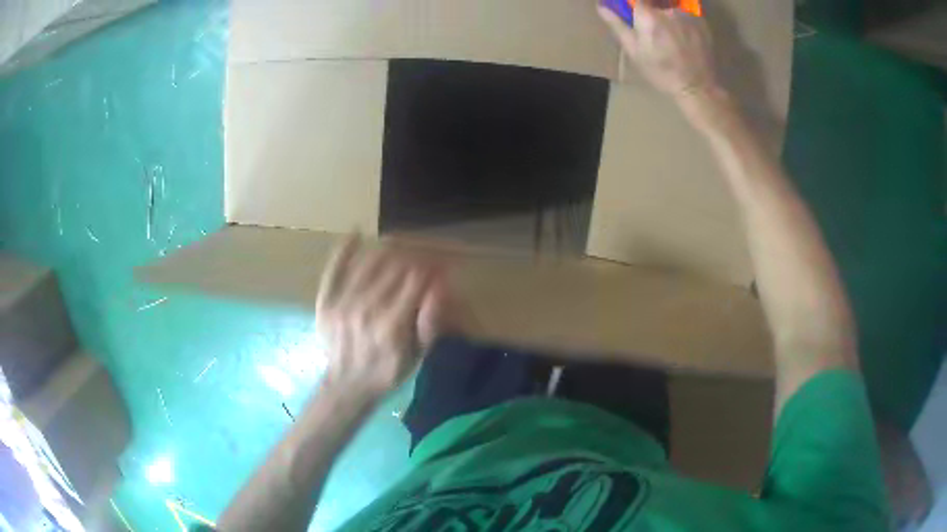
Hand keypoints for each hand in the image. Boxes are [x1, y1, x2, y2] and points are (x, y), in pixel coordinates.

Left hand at [315, 237, 453, 397]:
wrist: (347, 385)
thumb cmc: (388, 371)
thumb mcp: (418, 355)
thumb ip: (430, 321)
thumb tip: (441, 285)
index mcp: (393, 324)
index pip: (416, 278)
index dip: (432, 265)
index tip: (440, 262)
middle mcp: (367, 308)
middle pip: (395, 265)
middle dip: (414, 254)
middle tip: (423, 252)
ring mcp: (342, 302)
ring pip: (369, 260)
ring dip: (388, 247)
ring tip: (399, 244)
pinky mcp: (325, 300)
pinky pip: (334, 267)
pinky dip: (345, 248)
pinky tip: (357, 233)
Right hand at [598, 0, 718, 98]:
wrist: (697, 87)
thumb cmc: (661, 71)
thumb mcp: (634, 51)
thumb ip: (618, 25)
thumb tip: (602, 7)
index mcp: (648, 16)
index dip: (634, 4)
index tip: (633, 11)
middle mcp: (668, 10)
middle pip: (655, 2)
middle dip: (652, 10)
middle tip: (653, 28)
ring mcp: (687, 15)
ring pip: (671, 7)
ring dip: (668, 16)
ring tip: (670, 36)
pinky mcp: (701, 21)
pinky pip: (686, 13)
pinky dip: (682, 21)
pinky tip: (683, 38)